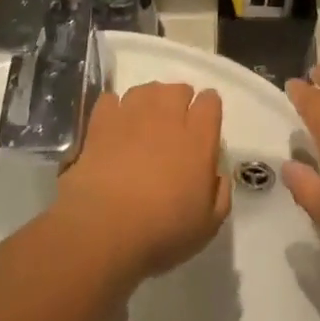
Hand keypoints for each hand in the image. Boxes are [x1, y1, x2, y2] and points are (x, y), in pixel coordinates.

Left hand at [54, 83, 229, 279]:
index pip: (210, 102)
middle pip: (177, 89)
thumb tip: (216, 174)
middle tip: (174, 127)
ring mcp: (130, 117)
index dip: (208, 110)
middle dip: (179, 101)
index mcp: (198, 140)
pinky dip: (115, 108)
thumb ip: (219, 194)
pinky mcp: (100, 124)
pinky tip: (115, 127)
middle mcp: (166, 118)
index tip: (204, 126)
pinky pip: (110, 99)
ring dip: (149, 101)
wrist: (104, 230)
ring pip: (145, 90)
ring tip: (144, 123)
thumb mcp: (208, 225)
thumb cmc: (162, 232)